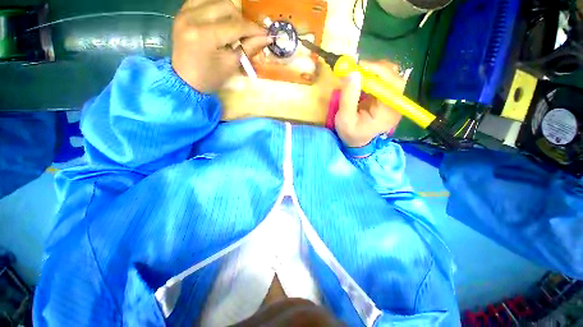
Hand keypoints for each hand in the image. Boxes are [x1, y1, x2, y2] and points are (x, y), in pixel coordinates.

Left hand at [172, 0, 271, 92]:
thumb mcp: (231, 65)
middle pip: (226, 6)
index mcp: (205, 36)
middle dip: (241, 19)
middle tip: (247, 34)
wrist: (185, 81)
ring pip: (215, 0)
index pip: (236, 25)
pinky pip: (202, 0)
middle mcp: (192, 18)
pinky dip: (215, 8)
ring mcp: (184, 13)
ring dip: (229, 12)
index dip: (253, 29)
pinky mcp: (182, 13)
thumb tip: (266, 37)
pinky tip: (220, 20)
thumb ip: (248, 48)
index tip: (265, 34)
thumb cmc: (209, 78)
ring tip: (233, 27)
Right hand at [335, 61, 402, 147]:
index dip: (379, 71)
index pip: (393, 84)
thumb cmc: (350, 133)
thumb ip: (348, 97)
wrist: (356, 141)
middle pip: (395, 76)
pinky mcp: (386, 96)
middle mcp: (395, 103)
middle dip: (375, 69)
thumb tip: (352, 72)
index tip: (359, 67)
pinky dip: (372, 75)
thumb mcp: (345, 119)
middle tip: (357, 68)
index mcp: (388, 112)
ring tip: (358, 74)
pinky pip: (383, 79)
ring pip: (390, 75)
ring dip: (374, 70)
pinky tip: (361, 79)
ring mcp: (392, 99)